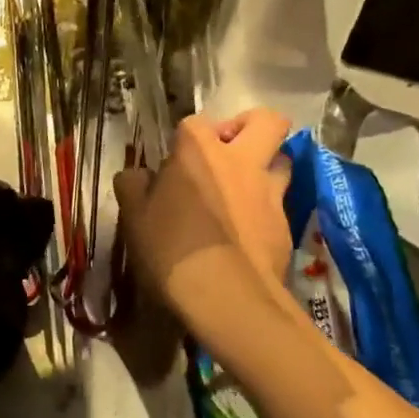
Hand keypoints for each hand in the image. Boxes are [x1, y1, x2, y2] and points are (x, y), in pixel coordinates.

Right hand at [114, 110, 296, 337]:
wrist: (227, 297)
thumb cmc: (172, 249)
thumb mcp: (134, 217)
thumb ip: (133, 186)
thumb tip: (137, 176)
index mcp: (199, 150)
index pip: (195, 122)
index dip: (186, 138)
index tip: (175, 163)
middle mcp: (241, 161)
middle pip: (266, 121)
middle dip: (251, 126)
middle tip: (230, 149)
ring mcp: (269, 192)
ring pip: (283, 160)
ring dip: (266, 165)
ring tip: (244, 189)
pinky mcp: (285, 225)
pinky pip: (280, 203)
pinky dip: (266, 208)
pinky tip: (248, 232)